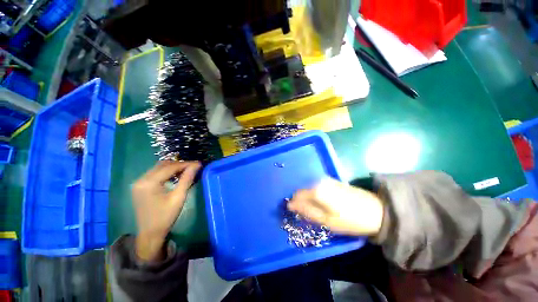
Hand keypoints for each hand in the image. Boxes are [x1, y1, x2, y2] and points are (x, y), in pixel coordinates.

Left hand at [132, 161, 201, 261]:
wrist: (150, 234)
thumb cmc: (165, 217)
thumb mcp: (178, 197)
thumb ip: (187, 179)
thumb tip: (196, 165)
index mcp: (149, 183)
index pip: (170, 167)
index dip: (186, 164)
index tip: (198, 163)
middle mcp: (141, 179)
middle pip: (163, 165)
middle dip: (180, 164)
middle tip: (193, 167)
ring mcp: (139, 183)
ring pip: (158, 168)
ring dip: (173, 167)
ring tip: (187, 170)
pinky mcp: (140, 186)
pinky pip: (155, 174)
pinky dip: (166, 172)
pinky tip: (175, 175)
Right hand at [287, 178, 383, 235]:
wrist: (376, 211)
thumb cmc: (349, 219)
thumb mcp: (326, 220)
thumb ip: (306, 211)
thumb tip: (290, 205)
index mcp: (316, 190)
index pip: (297, 195)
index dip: (294, 204)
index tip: (295, 213)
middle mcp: (319, 181)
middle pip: (303, 191)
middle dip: (302, 201)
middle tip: (307, 214)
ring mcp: (326, 180)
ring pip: (310, 189)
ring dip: (309, 199)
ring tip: (316, 210)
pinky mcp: (333, 181)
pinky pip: (318, 187)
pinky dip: (316, 195)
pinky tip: (323, 203)